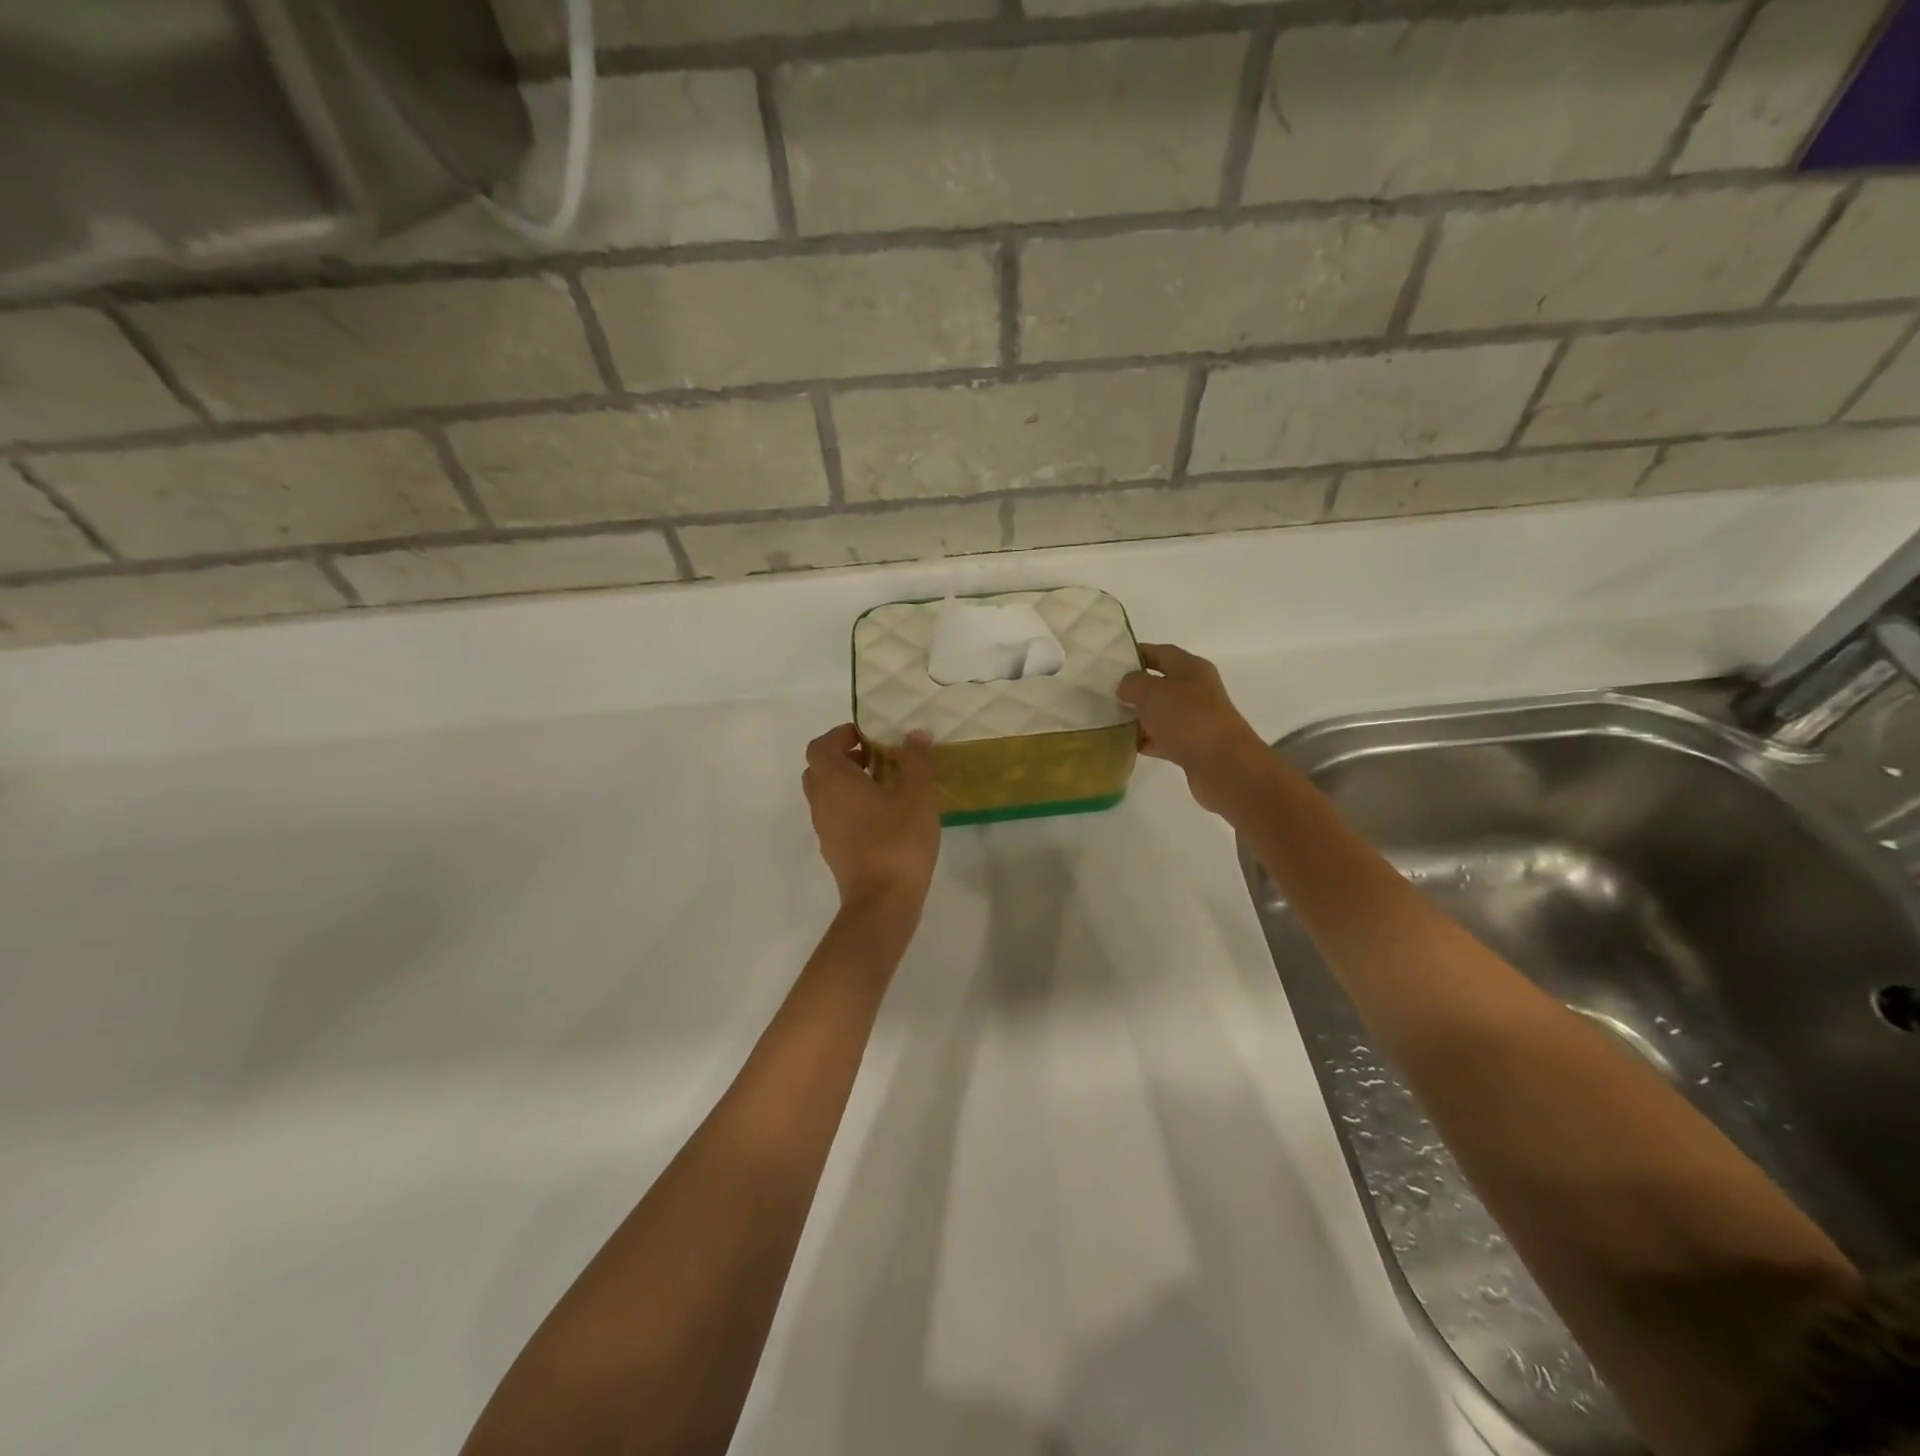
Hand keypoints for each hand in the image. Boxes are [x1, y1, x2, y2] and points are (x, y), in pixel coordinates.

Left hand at [802, 724, 941, 910]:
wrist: (881, 903)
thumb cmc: (897, 841)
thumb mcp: (916, 796)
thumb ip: (916, 762)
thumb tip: (915, 735)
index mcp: (834, 781)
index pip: (820, 746)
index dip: (841, 735)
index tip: (869, 735)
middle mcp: (821, 802)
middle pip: (819, 770)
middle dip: (843, 758)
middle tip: (876, 758)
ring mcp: (824, 830)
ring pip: (826, 796)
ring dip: (848, 785)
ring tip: (885, 786)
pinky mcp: (835, 852)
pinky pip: (836, 818)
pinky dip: (852, 808)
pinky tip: (884, 818)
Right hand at [1117, 643, 1271, 816]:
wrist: (1222, 764)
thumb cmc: (1186, 718)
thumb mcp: (1150, 692)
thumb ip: (1132, 683)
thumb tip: (1126, 688)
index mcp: (1190, 668)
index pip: (1160, 652)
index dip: (1136, 653)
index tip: (1110, 662)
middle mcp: (1196, 690)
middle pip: (1160, 683)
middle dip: (1134, 688)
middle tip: (1105, 693)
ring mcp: (1196, 719)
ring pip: (1161, 712)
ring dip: (1139, 716)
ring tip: (1110, 719)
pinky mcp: (1193, 745)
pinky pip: (1164, 738)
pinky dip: (1147, 740)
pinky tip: (1127, 744)